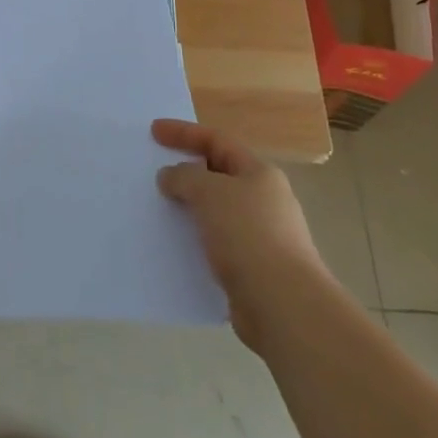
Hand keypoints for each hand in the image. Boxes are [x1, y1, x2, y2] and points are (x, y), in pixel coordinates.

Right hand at [154, 118, 328, 342]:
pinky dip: (196, 241)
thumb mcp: (210, 193)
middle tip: (155, 172)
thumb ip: (185, 177)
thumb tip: (171, 176)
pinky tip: (176, 247)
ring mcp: (261, 237)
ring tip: (159, 210)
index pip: (217, 140)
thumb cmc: (248, 235)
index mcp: (259, 173)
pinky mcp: (253, 270)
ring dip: (189, 209)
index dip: (184, 133)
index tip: (154, 131)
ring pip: (216, 212)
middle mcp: (264, 200)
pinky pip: (216, 244)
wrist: (283, 306)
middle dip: (187, 171)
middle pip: (218, 175)